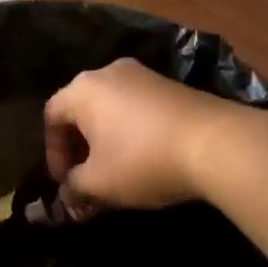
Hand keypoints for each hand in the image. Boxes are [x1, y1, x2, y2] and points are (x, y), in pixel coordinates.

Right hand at [44, 58, 233, 216]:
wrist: (216, 143)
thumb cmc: (143, 160)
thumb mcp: (100, 183)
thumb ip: (75, 188)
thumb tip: (69, 193)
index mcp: (82, 89)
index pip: (52, 116)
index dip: (53, 153)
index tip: (65, 183)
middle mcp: (108, 72)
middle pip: (81, 109)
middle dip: (79, 148)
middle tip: (86, 180)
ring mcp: (142, 75)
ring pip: (110, 108)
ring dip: (105, 141)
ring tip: (115, 173)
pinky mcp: (170, 85)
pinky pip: (136, 107)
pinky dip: (130, 131)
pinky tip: (144, 158)